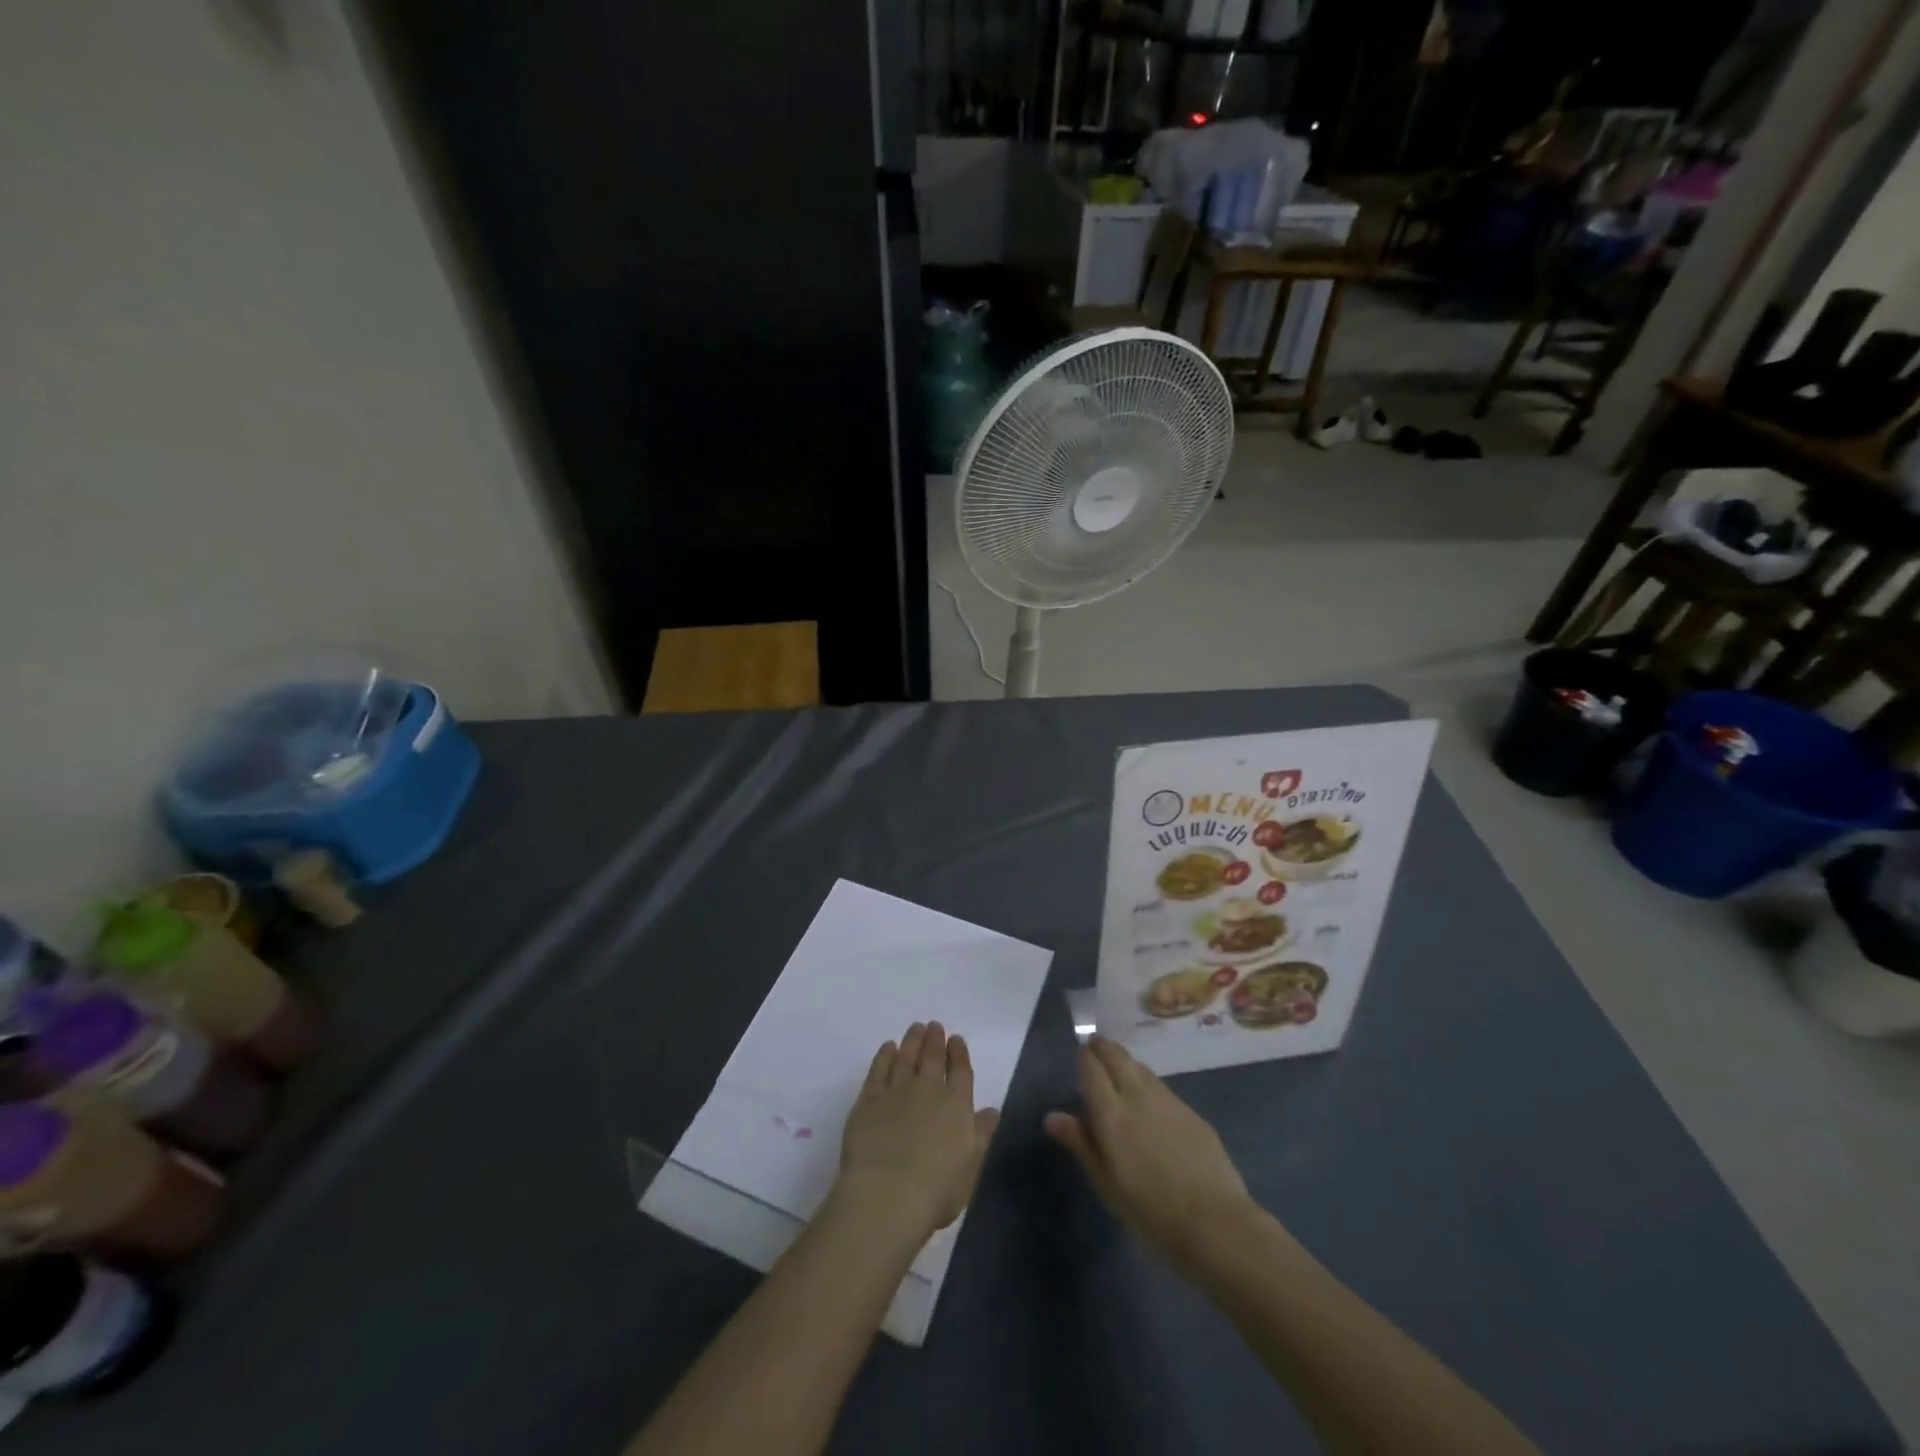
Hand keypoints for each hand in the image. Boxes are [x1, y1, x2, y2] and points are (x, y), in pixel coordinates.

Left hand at [834, 1022, 999, 1242]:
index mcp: (957, 1105)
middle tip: (934, 1026)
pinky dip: (885, 1056)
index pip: (961, 1071)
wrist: (887, 1195)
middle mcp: (929, 1090)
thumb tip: (992, 1111)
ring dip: (912, 1041)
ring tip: (915, 1028)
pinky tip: (888, 1048)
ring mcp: (897, 1091)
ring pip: (906, 1057)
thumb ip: (981, 1135)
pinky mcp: (869, 1099)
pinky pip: (879, 1069)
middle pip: (933, 1057)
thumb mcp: (971, 1167)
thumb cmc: (936, 1190)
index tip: (956, 1039)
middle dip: (935, 1040)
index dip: (958, 1053)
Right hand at [1045, 1036, 1252, 1269]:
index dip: (1083, 1058)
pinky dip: (1147, 1084)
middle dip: (1103, 1048)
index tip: (1079, 1062)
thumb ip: (1081, 1144)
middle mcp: (1137, 1095)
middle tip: (1094, 1053)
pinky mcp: (1191, 1111)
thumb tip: (1052, 1116)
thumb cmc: (1150, 1212)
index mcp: (1111, 1112)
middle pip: (1116, 1054)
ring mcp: (1168, 1100)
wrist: (1215, 1224)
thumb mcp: (1106, 1184)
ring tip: (1119, 1075)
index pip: (1090, 1066)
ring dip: (1125, 1063)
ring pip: (1140, 1066)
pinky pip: (1161, 1086)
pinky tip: (1150, 1107)